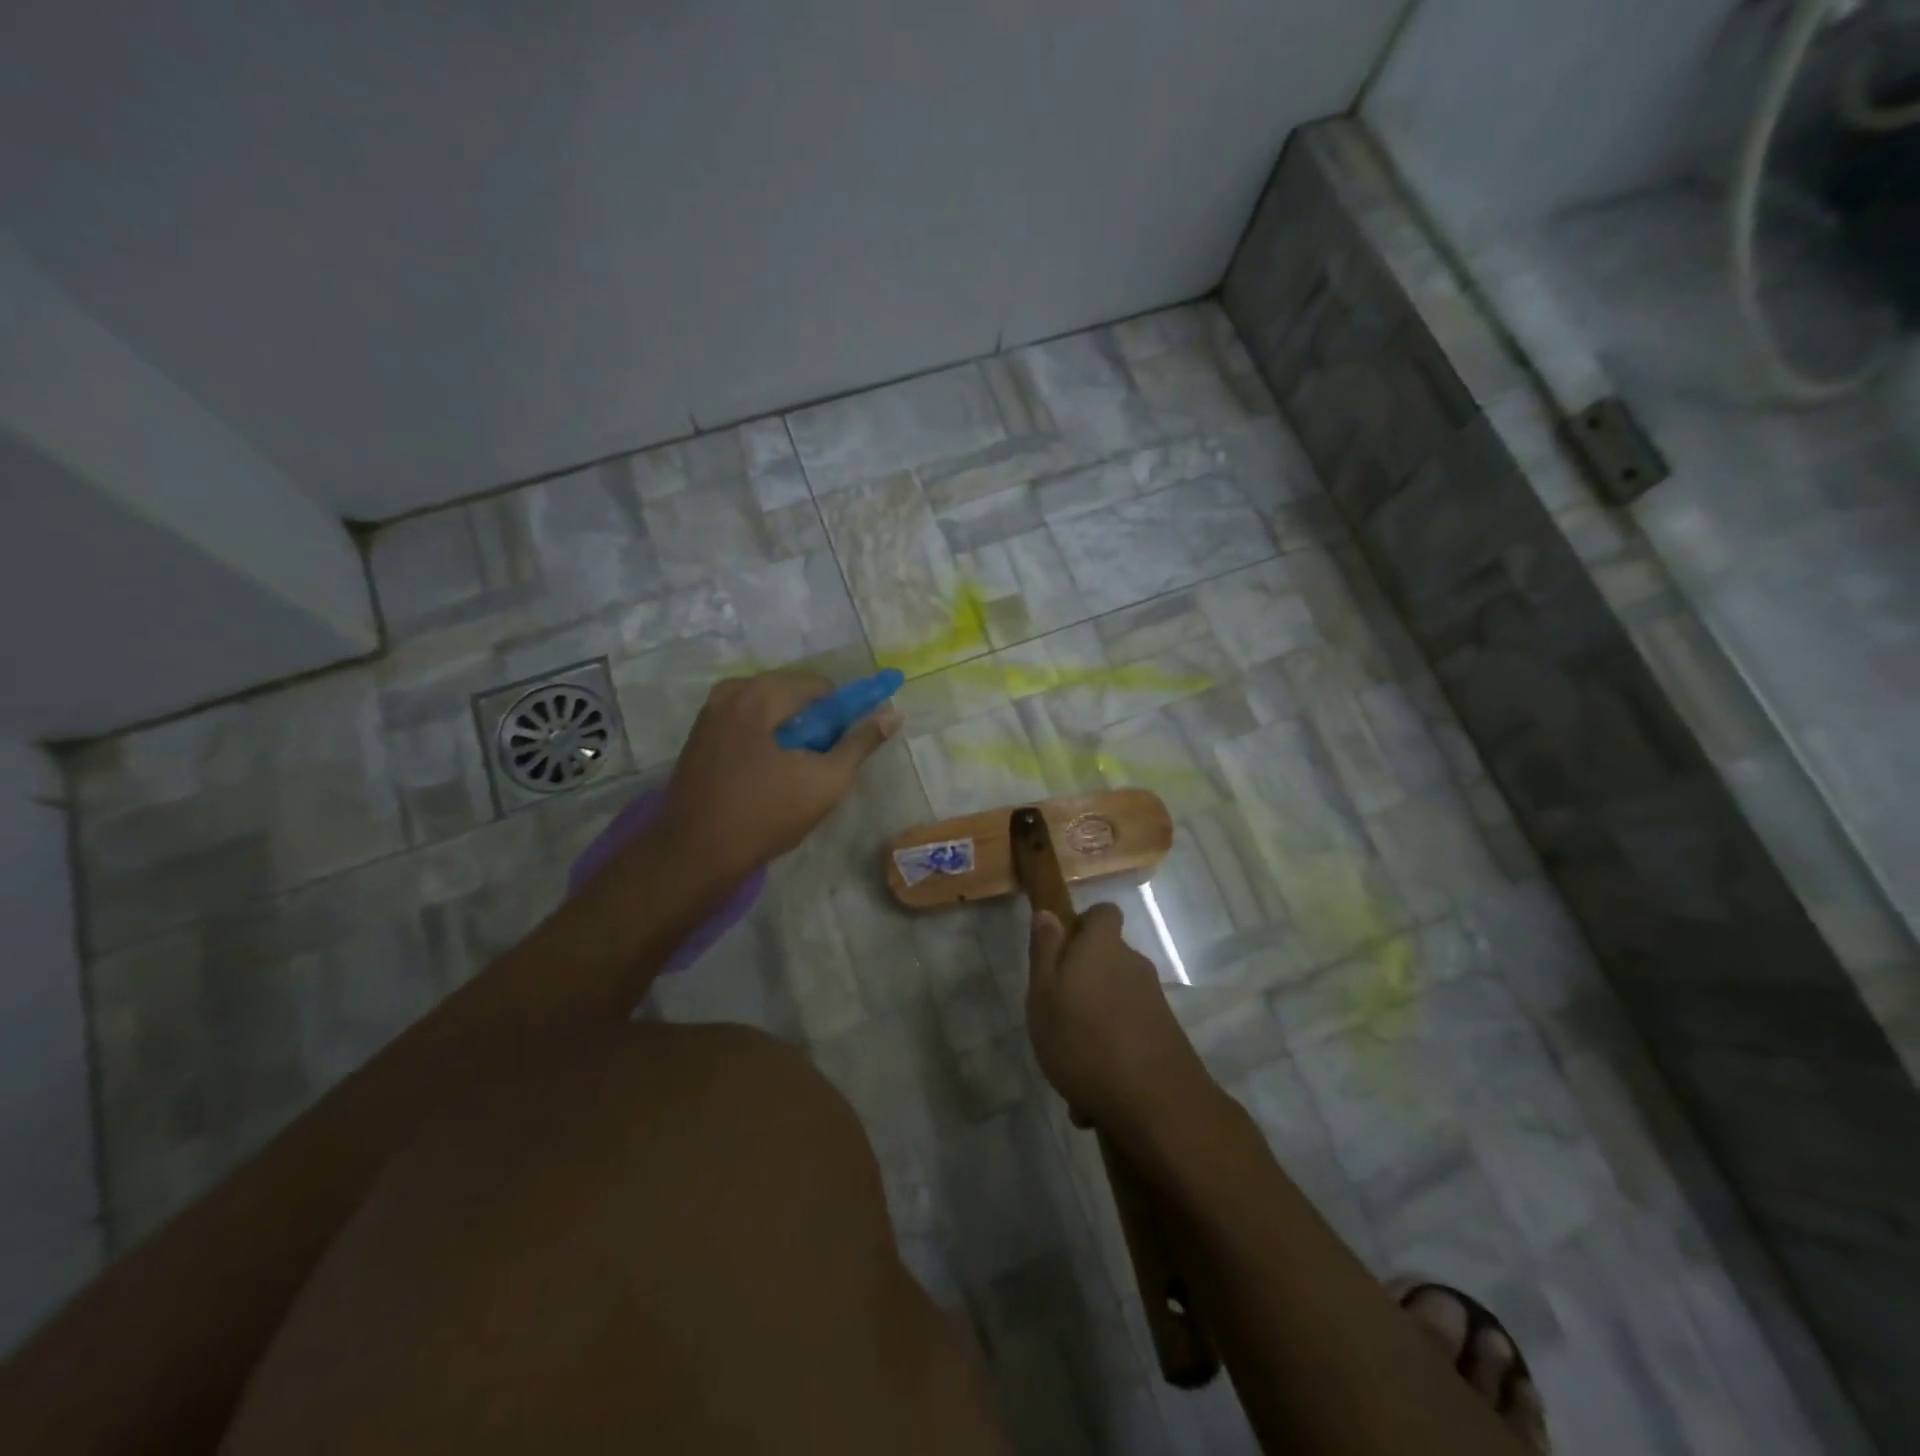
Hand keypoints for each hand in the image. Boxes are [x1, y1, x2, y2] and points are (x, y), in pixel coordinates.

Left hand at [654, 671, 900, 880]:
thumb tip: (892, 714)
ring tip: (795, 775)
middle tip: (821, 765)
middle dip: (814, 725)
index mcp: (760, 693)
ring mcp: (709, 713)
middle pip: (793, 696)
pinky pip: (747, 726)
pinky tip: (767, 777)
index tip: (847, 747)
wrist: (695, 854)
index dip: (843, 714)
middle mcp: (731, 691)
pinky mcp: (698, 737)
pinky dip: (765, 742)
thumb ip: (861, 743)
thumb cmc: (766, 814)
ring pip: (769, 712)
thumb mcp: (826, 780)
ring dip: (790, 735)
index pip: (821, 687)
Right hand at [1025, 903, 1210, 1132]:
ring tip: (1070, 1068)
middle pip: (1107, 960)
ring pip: (1114, 1003)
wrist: (1154, 1102)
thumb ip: (1045, 951)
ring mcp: (1153, 1001)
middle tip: (1056, 1016)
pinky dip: (1110, 1056)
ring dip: (1094, 1026)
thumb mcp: (1043, 993)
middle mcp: (1133, 965)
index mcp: (1103, 947)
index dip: (1082, 925)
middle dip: (1083, 984)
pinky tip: (1091, 1098)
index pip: (1103, 913)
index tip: (1061, 951)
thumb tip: (1049, 913)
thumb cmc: (1083, 1039)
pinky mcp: (1165, 1036)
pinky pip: (1128, 1036)